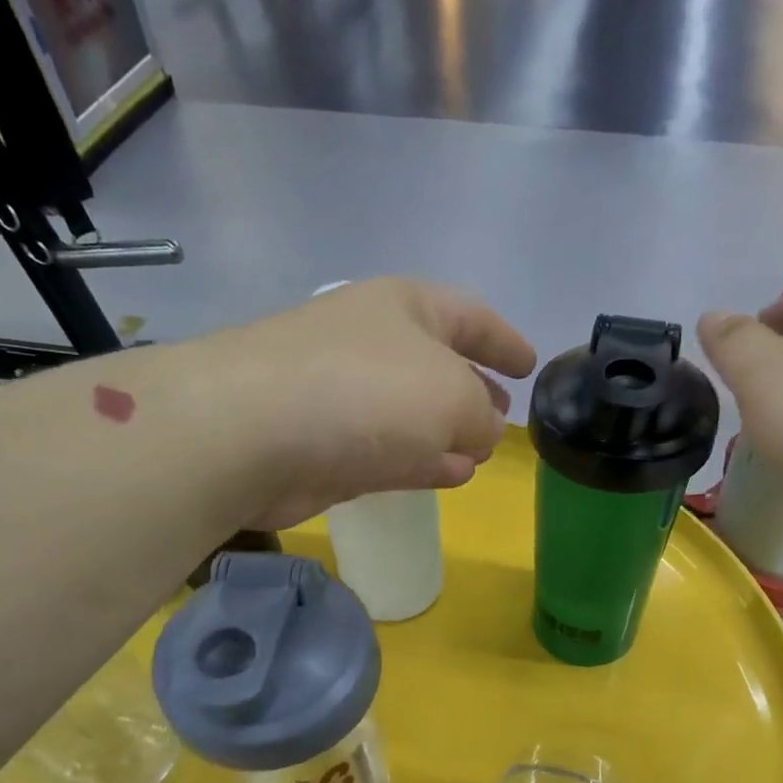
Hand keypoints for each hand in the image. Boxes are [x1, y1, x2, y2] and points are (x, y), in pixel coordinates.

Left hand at [194, 277, 536, 529]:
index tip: (531, 365)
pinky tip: (447, 475)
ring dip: (447, 433)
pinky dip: (420, 460)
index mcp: (406, 307)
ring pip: (411, 412)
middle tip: (503, 416)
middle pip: (438, 363)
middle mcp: (373, 342)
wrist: (251, 432)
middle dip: (475, 391)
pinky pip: (388, 448)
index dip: (505, 339)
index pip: (470, 315)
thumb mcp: (453, 398)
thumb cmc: (367, 393)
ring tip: (478, 454)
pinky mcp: (324, 444)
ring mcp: (343, 393)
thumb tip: (478, 433)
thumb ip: (482, 415)